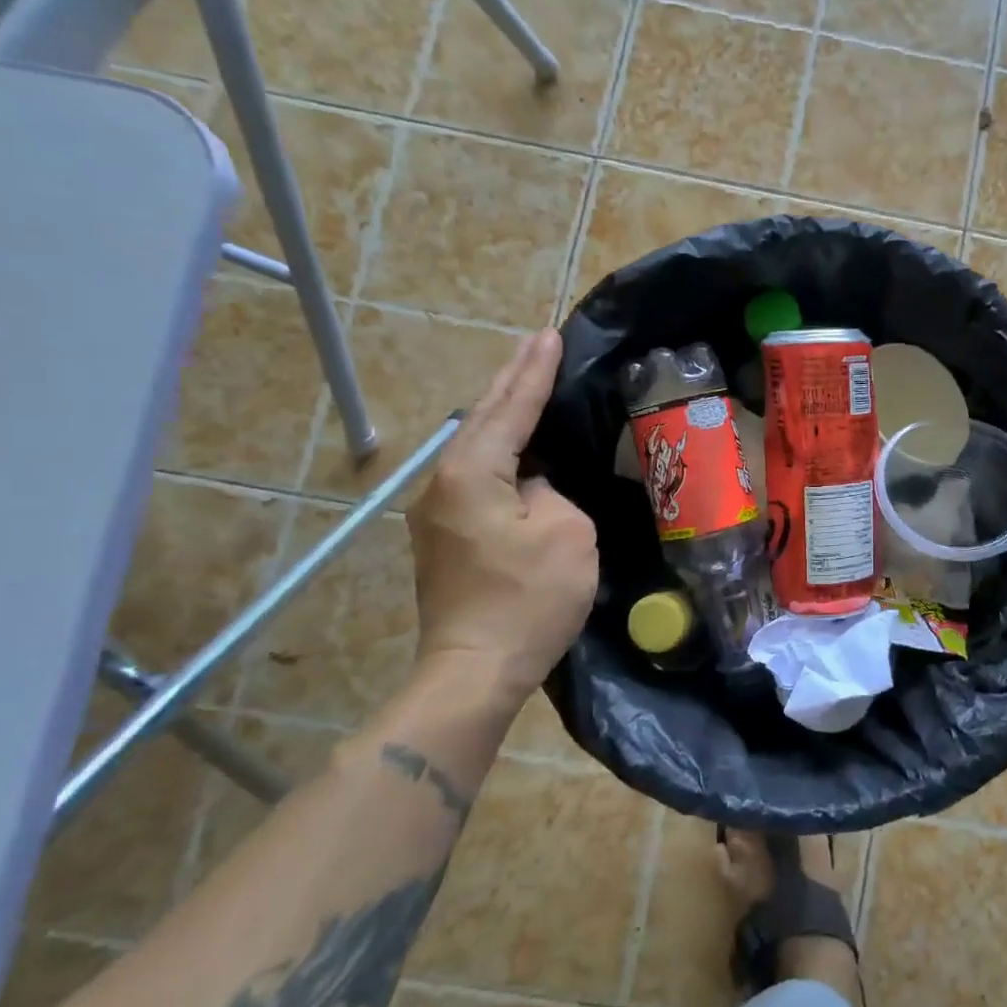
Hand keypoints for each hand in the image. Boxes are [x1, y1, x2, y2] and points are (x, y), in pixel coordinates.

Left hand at [408, 329, 597, 699]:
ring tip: (528, 385)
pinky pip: (478, 477)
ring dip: (505, 415)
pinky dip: (502, 452)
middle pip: (483, 420)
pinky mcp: (448, 540)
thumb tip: (534, 490)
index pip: (511, 410)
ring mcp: (439, 514)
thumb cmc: (528, 599)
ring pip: (478, 448)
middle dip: (512, 380)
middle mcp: (444, 485)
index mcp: (472, 474)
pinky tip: (519, 450)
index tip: (549, 334)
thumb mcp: (566, 533)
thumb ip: (552, 493)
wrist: (475, 671)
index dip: (534, 372)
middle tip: (536, 344)